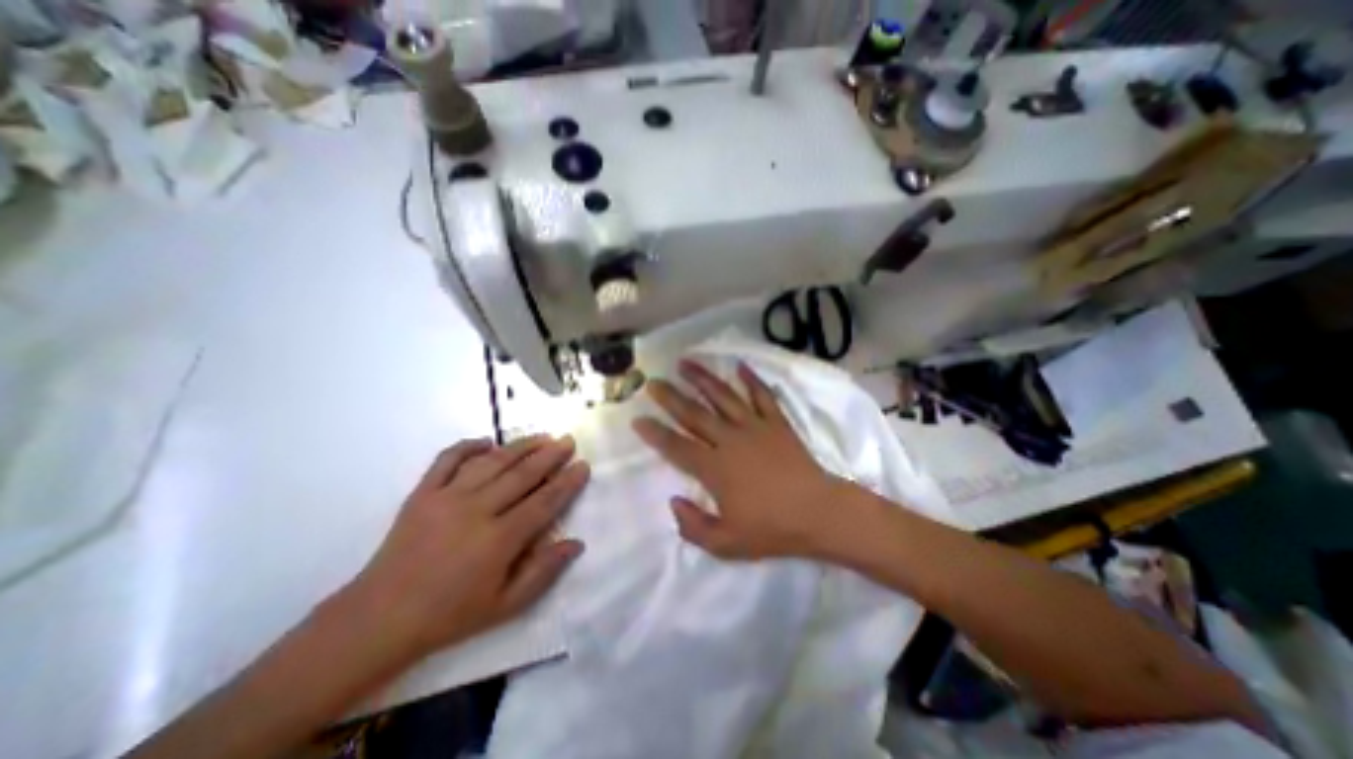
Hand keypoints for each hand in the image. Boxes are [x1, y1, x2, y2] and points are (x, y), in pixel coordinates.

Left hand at [341, 436, 585, 660]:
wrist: (378, 619)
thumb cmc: (449, 615)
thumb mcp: (505, 606)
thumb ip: (544, 572)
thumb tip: (576, 543)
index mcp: (499, 540)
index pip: (544, 502)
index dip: (567, 482)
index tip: (583, 465)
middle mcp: (476, 511)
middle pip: (522, 475)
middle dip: (550, 455)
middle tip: (568, 441)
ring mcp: (446, 498)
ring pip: (492, 462)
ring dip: (520, 446)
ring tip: (542, 436)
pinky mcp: (422, 493)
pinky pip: (447, 459)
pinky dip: (468, 446)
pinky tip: (487, 442)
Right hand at [632, 358, 842, 560]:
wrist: (819, 513)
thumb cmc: (772, 529)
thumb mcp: (727, 544)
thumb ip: (694, 527)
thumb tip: (674, 502)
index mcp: (715, 469)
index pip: (677, 447)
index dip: (655, 434)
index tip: (638, 419)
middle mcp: (730, 440)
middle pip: (694, 414)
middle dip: (670, 397)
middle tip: (653, 382)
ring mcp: (754, 427)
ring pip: (723, 396)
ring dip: (703, 378)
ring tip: (685, 363)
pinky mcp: (776, 422)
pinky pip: (762, 395)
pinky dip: (751, 379)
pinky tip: (740, 365)